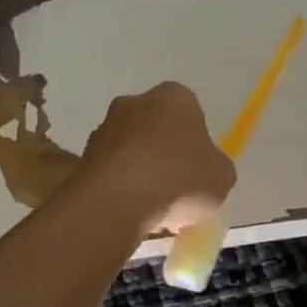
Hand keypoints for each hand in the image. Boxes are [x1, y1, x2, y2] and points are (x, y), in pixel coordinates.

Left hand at [78, 82, 236, 232]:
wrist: (119, 200)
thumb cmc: (180, 178)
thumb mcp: (222, 177)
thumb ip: (215, 167)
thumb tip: (204, 170)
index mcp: (174, 96)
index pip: (190, 113)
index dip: (195, 143)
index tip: (197, 170)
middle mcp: (135, 101)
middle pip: (156, 128)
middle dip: (163, 153)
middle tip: (175, 188)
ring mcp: (105, 126)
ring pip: (130, 148)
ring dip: (138, 169)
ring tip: (151, 207)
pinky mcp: (84, 154)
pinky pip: (110, 169)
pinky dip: (118, 185)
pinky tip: (129, 210)